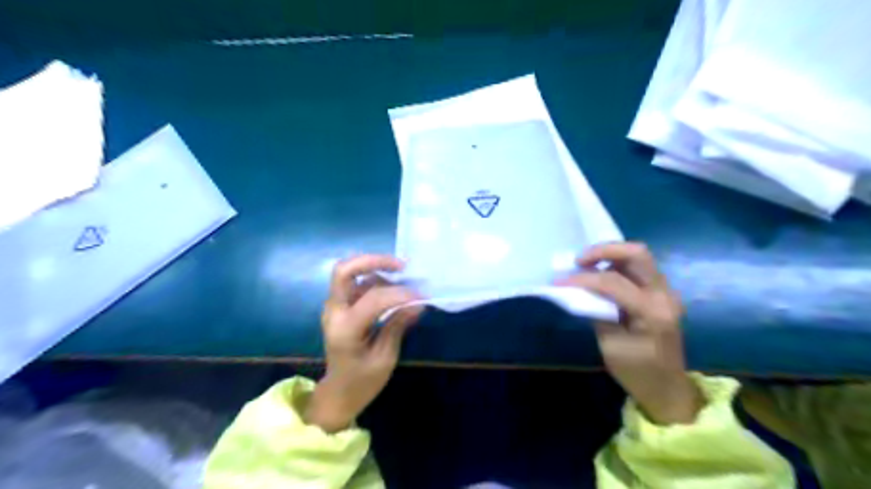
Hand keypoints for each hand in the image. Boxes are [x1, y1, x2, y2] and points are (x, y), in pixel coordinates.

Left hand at [307, 253, 425, 433]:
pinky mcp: (338, 307)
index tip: (420, 296)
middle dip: (373, 261)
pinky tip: (392, 286)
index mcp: (345, 330)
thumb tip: (418, 304)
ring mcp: (333, 307)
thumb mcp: (385, 358)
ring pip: (348, 273)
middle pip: (344, 271)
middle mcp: (334, 312)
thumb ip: (398, 326)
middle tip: (400, 265)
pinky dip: (373, 278)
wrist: (337, 393)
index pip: (373, 299)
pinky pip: (354, 283)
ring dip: (375, 269)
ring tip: (401, 276)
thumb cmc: (362, 382)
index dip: (399, 294)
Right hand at [558, 242, 698, 426]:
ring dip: (609, 255)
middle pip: (637, 253)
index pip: (613, 282)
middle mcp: (664, 294)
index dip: (582, 279)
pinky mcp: (661, 294)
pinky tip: (600, 275)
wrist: (668, 389)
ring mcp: (666, 292)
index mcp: (652, 312)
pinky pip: (638, 269)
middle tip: (578, 261)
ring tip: (585, 266)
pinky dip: (616, 265)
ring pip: (638, 257)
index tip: (559, 280)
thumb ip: (596, 312)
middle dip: (603, 250)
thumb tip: (580, 291)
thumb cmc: (637, 373)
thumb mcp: (609, 345)